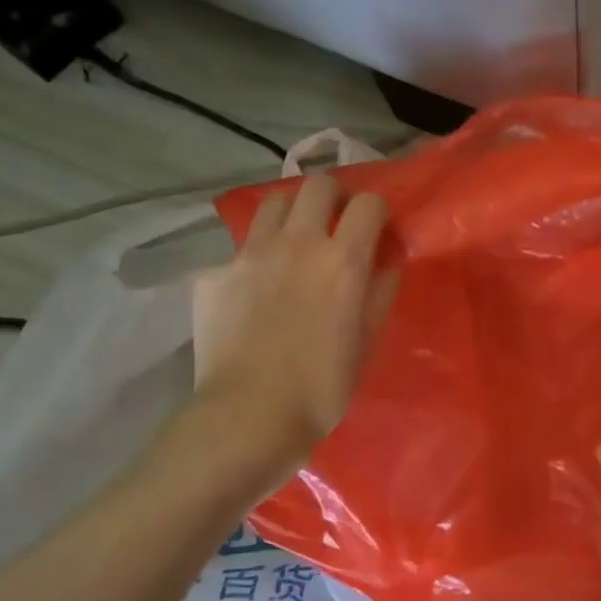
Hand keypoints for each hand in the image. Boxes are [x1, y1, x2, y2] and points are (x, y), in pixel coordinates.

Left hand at [191, 175, 396, 476]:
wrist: (248, 415)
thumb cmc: (322, 387)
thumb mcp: (366, 341)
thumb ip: (380, 292)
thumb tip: (386, 261)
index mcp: (342, 260)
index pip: (368, 203)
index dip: (376, 211)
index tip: (376, 229)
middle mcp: (297, 243)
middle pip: (317, 185)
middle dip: (333, 196)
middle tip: (335, 223)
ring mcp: (249, 255)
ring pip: (273, 204)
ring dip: (291, 215)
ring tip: (293, 243)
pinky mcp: (214, 274)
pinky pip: (239, 250)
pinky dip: (254, 260)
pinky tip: (253, 292)